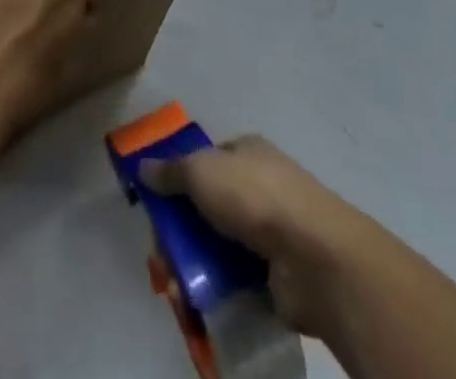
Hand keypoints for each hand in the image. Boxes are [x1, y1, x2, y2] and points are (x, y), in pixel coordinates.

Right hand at [141, 136, 372, 336]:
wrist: (312, 256)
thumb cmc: (254, 196)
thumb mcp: (202, 170)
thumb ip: (171, 170)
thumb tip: (142, 166)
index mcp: (246, 152)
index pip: (205, 161)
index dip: (178, 180)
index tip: (156, 206)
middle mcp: (258, 186)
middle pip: (207, 207)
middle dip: (180, 233)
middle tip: (162, 257)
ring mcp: (269, 232)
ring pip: (218, 247)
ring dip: (193, 267)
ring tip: (176, 287)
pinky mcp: (274, 275)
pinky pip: (235, 280)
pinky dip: (215, 291)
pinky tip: (198, 303)